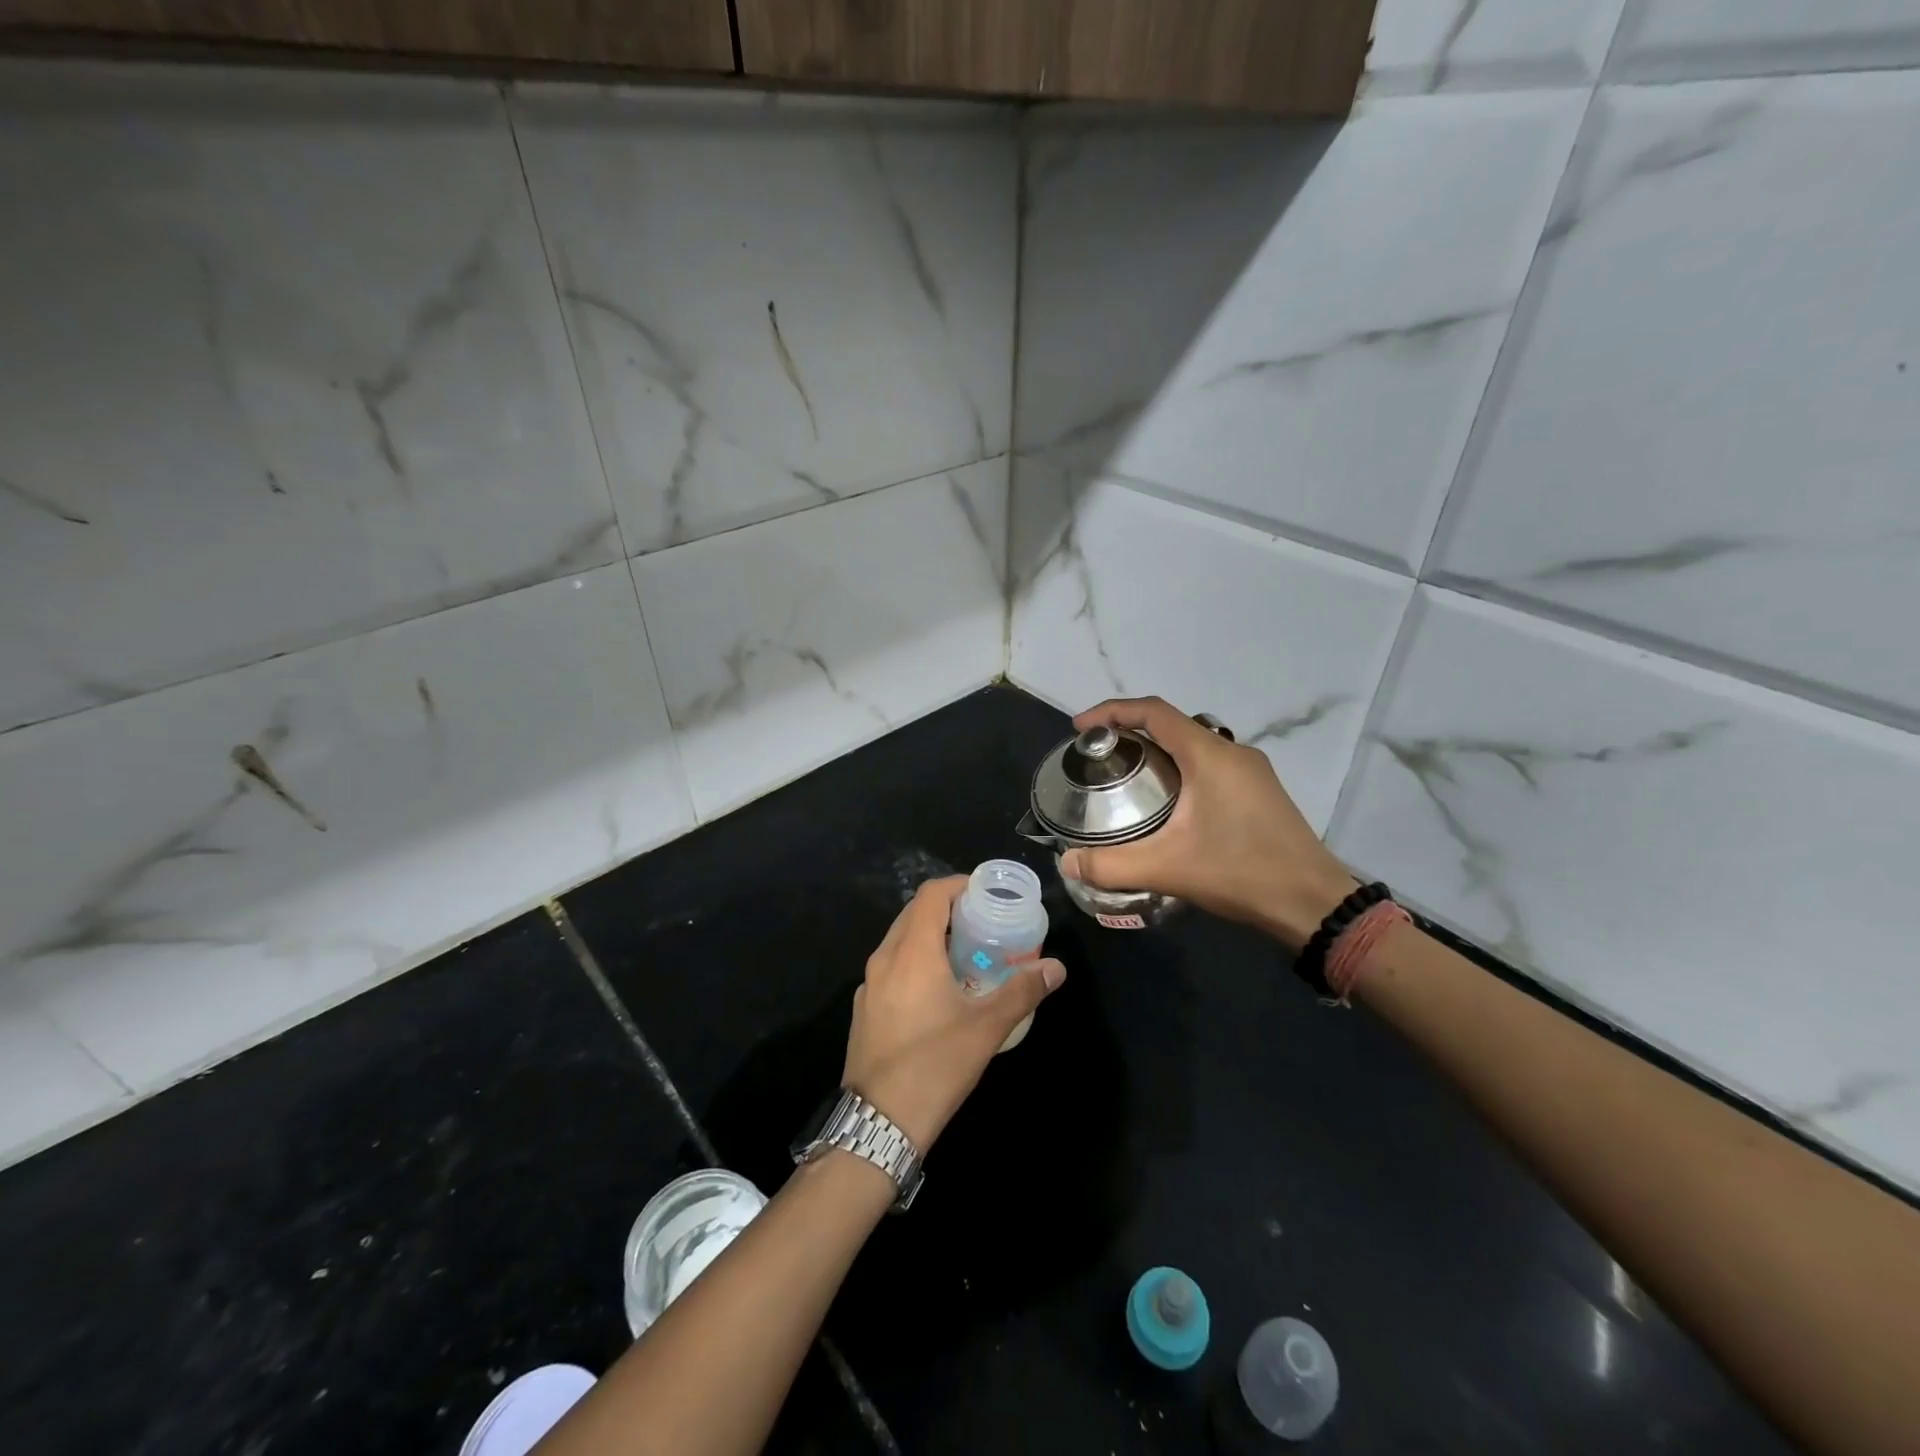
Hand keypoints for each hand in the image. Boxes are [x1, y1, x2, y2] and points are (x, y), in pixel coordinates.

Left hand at [843, 877, 1064, 1150]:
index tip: (985, 892)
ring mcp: (869, 984)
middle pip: (914, 913)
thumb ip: (1022, 992)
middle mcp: (884, 958)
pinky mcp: (865, 1008)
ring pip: (899, 940)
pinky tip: (937, 988)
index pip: (931, 895)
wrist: (878, 1123)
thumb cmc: (935, 1066)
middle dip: (948, 908)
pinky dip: (914, 960)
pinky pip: (891, 966)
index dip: (958, 884)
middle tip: (982, 920)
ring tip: (964, 951)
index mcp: (912, 952)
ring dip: (930, 935)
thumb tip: (1056, 968)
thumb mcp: (986, 1028)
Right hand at [1059, 697, 1358, 948]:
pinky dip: (1181, 768)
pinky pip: (1211, 764)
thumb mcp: (1168, 869)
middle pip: (1173, 725)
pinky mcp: (1261, 791)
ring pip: (1194, 744)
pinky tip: (1169, 803)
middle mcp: (1232, 752)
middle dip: (1131, 732)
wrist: (1313, 903)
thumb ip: (1111, 865)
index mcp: (1208, 755)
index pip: (1153, 712)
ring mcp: (1252, 771)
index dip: (1112, 711)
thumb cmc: (1241, 873)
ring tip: (1128, 777)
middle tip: (1101, 757)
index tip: (1081, 728)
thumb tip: (1066, 863)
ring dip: (1159, 751)